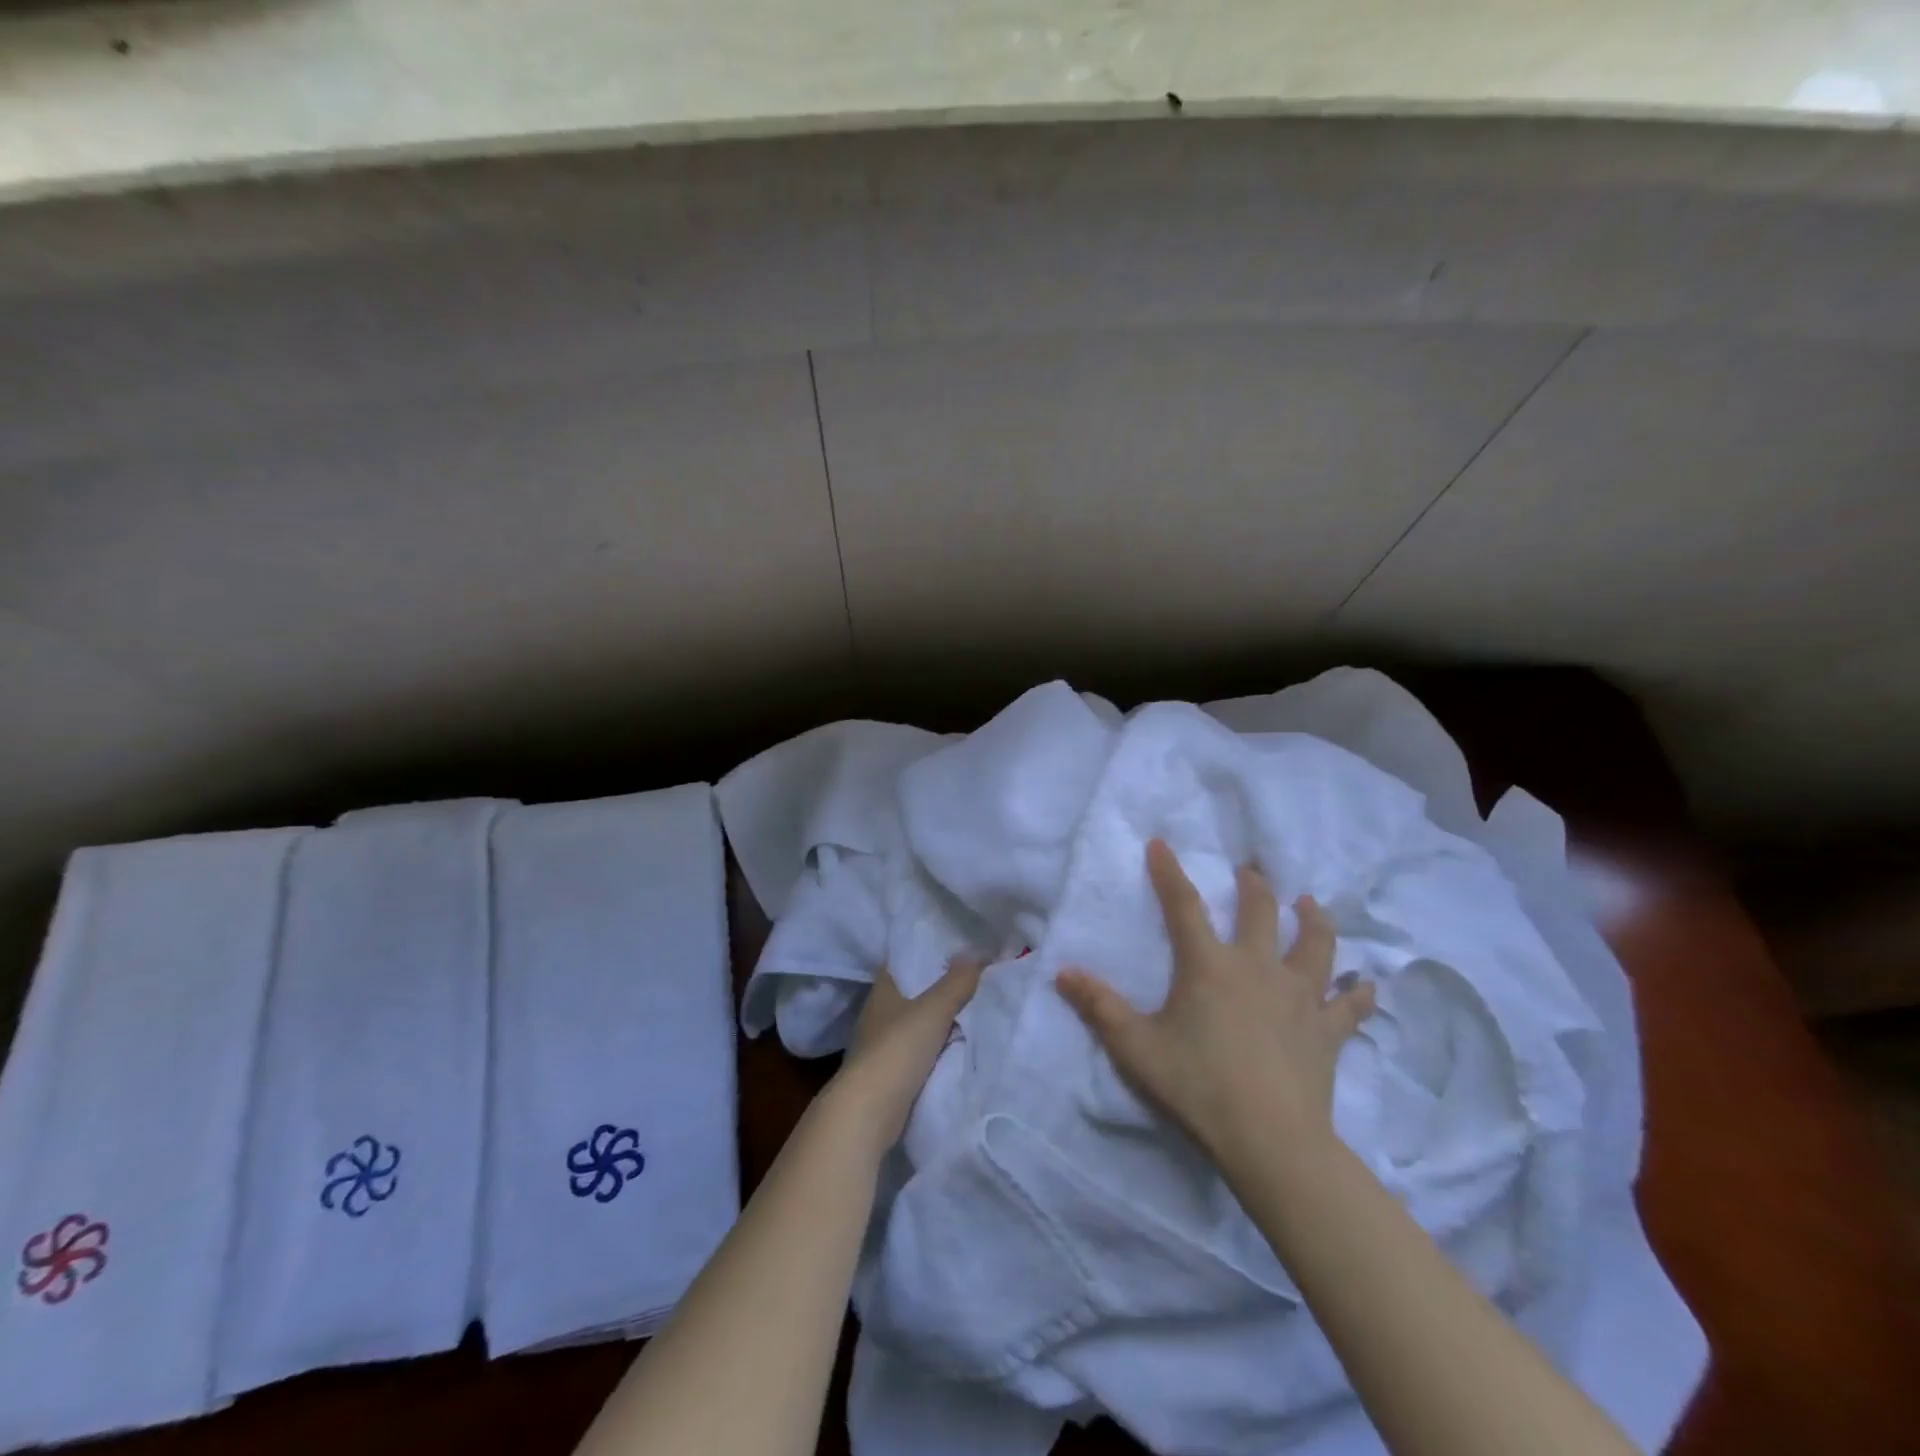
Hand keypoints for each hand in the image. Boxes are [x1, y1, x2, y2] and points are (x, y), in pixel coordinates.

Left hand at [832, 958, 982, 1154]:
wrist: (869, 1112)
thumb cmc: (897, 1049)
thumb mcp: (933, 1009)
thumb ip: (957, 982)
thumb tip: (977, 953)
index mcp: (883, 989)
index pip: (906, 959)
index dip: (929, 951)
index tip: (959, 948)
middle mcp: (879, 1012)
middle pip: (915, 991)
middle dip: (942, 986)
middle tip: (978, 977)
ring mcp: (882, 1044)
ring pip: (919, 1023)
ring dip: (942, 1020)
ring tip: (977, 1008)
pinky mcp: (890, 1073)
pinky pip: (921, 1050)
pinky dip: (939, 1047)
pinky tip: (962, 1044)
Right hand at [1056, 839, 1374, 1169]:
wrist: (1270, 1141)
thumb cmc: (1198, 1086)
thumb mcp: (1136, 1047)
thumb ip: (1099, 1006)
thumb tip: (1062, 972)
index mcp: (1210, 966)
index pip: (1184, 906)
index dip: (1169, 873)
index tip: (1161, 843)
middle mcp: (1258, 968)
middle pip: (1260, 912)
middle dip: (1253, 886)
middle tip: (1250, 872)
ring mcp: (1299, 998)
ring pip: (1314, 946)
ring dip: (1312, 921)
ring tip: (1309, 904)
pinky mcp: (1327, 1032)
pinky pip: (1349, 1006)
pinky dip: (1358, 993)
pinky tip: (1367, 984)